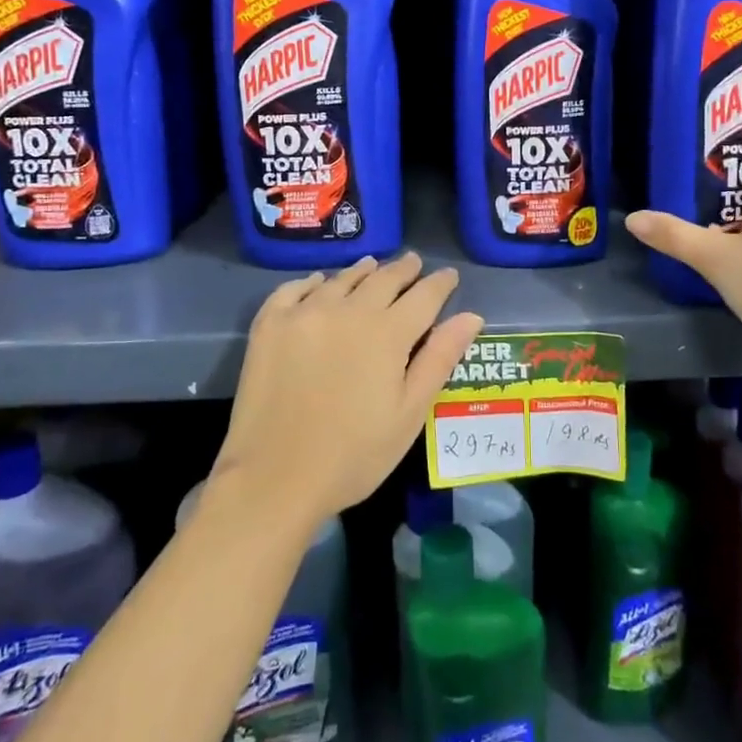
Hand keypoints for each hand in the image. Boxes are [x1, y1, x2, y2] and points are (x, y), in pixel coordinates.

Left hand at [214, 253, 483, 526]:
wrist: (273, 478)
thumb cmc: (353, 455)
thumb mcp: (409, 413)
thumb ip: (439, 359)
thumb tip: (471, 316)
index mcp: (388, 332)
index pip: (424, 295)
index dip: (440, 283)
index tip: (449, 275)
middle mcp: (348, 309)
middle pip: (383, 278)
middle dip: (404, 270)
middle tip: (413, 262)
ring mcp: (305, 312)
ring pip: (341, 279)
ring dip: (362, 271)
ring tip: (372, 266)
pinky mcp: (270, 324)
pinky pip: (294, 288)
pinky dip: (312, 282)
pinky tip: (318, 283)